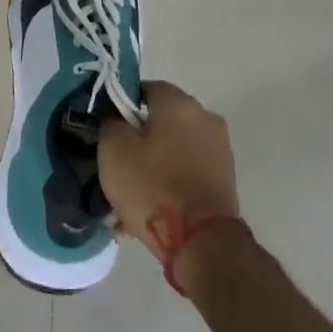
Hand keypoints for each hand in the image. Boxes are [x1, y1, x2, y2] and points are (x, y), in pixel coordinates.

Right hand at [97, 80, 240, 265]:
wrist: (202, 242)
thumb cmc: (152, 185)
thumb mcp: (113, 149)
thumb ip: (111, 123)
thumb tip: (118, 119)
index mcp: (179, 103)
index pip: (144, 89)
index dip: (121, 106)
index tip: (108, 130)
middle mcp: (205, 118)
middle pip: (160, 122)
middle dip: (137, 142)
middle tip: (115, 167)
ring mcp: (219, 150)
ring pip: (172, 151)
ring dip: (151, 168)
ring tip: (128, 201)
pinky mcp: (224, 179)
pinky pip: (186, 173)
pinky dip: (168, 185)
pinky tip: (149, 211)